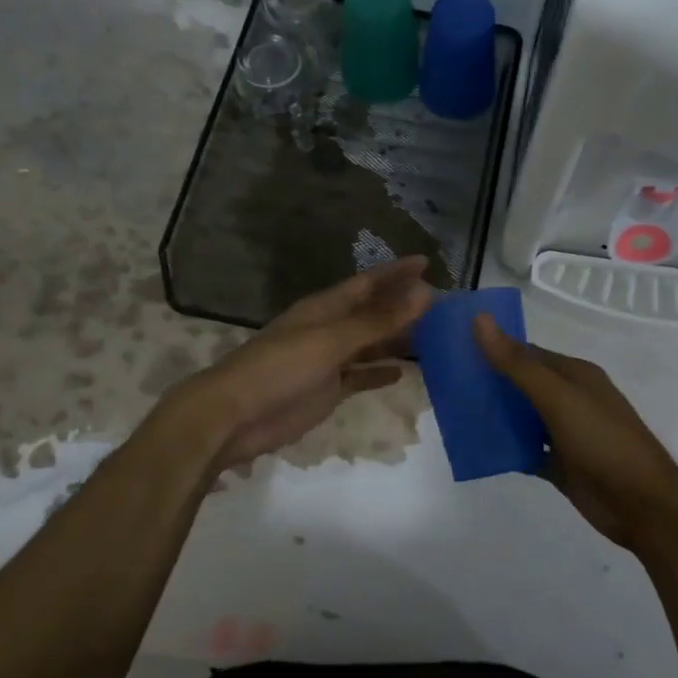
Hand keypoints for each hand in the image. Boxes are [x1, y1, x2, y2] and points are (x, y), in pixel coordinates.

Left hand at [169, 257, 433, 474]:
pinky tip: (405, 372)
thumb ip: (378, 321)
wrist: (235, 415)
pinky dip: (380, 372)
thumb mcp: (332, 340)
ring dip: (397, 339)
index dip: (396, 272)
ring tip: (433, 336)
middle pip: (372, 313)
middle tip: (442, 303)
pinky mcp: (327, 390)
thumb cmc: (281, 367)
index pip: (368, 283)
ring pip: (370, 344)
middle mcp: (329, 329)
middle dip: (402, 306)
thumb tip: (424, 292)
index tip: (427, 262)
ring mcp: (328, 361)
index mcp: (325, 308)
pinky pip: (361, 376)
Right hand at [472, 315, 677, 551]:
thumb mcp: (558, 398)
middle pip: (521, 384)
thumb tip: (480, 320)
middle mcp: (570, 399)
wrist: (643, 506)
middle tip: (445, 383)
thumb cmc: (603, 442)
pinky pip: (526, 450)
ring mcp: (566, 433)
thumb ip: (518, 363)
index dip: (493, 348)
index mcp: (574, 375)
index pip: (526, 353)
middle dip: (489, 383)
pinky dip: (506, 448)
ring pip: (522, 418)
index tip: (454, 349)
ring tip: (453, 413)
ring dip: (495, 415)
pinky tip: (478, 447)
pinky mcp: (561, 464)